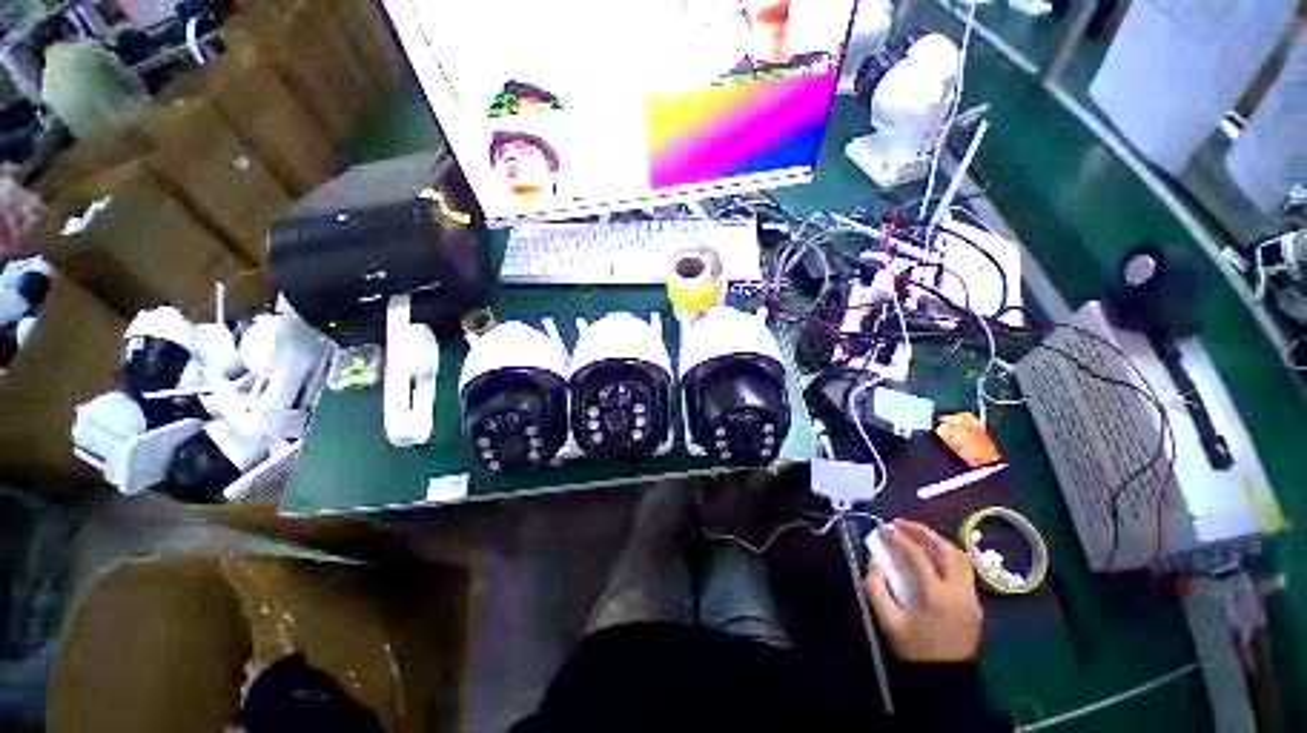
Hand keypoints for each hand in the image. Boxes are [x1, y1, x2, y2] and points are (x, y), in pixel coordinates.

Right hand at [862, 520, 982, 662]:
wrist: (946, 679)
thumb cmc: (916, 650)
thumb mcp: (888, 621)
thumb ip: (876, 587)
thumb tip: (874, 560)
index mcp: (939, 597)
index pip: (920, 556)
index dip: (900, 539)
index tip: (884, 528)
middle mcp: (960, 592)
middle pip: (946, 550)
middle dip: (923, 532)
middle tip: (901, 524)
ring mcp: (972, 597)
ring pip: (960, 557)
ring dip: (937, 541)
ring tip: (916, 534)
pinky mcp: (975, 603)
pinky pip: (964, 569)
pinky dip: (947, 555)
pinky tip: (931, 554)